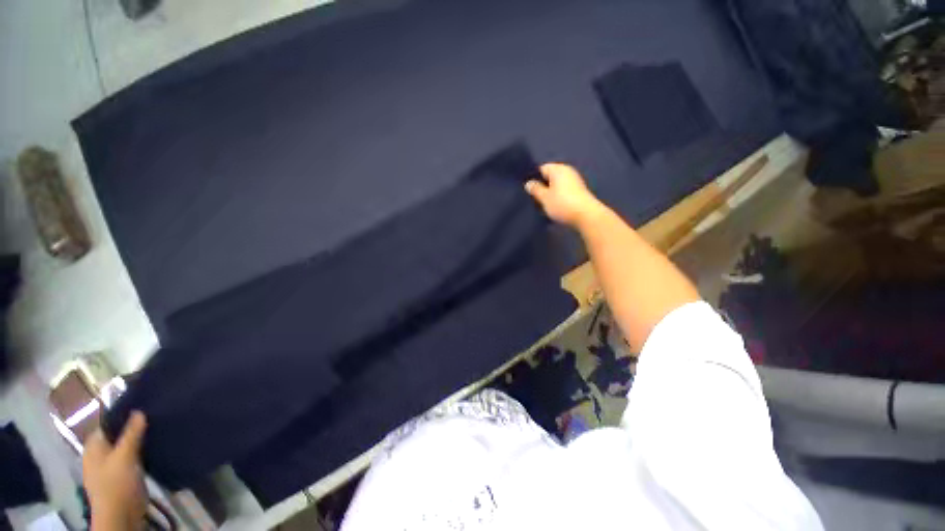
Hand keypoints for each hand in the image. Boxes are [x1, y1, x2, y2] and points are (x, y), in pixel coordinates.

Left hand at [83, 411, 147, 530]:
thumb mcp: (124, 456)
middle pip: (117, 435)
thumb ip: (131, 434)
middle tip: (155, 418)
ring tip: (158, 430)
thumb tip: (139, 411)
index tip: (144, 407)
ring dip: (139, 441)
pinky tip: (155, 448)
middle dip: (134, 428)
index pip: (108, 423)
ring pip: (126, 447)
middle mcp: (99, 453)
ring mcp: (111, 466)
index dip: (123, 415)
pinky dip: (141, 452)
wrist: (120, 515)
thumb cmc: (116, 483)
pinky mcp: (123, 475)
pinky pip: (132, 457)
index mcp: (94, 446)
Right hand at [525, 163, 604, 226]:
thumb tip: (528, 183)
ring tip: (543, 203)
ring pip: (557, 184)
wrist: (586, 216)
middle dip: (542, 185)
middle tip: (533, 198)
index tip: (528, 189)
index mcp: (558, 169)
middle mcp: (567, 171)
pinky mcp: (579, 191)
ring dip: (550, 192)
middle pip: (550, 176)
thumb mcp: (544, 198)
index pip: (541, 168)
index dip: (534, 178)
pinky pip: (564, 190)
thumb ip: (535, 189)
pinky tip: (554, 206)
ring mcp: (575, 181)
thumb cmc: (562, 204)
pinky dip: (558, 196)